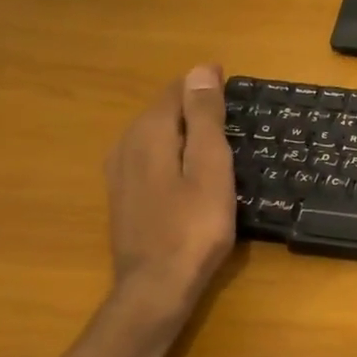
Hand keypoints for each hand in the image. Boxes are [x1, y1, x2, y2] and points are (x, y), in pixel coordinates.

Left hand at [105, 65, 235, 315]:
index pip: (178, 90)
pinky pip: (150, 158)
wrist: (156, 286)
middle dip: (196, 108)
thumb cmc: (194, 227)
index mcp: (149, 132)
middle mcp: (126, 144)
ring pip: (156, 135)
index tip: (237, 92)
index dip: (207, 86)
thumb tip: (201, 69)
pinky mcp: (123, 196)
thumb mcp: (210, 167)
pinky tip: (190, 173)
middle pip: (164, 111)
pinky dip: (173, 155)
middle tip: (234, 119)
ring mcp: (119, 172)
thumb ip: (205, 117)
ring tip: (218, 143)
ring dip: (185, 133)